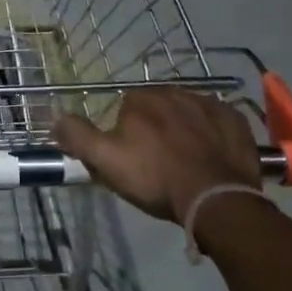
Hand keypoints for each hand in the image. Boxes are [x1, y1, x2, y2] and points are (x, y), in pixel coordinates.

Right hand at [52, 89, 261, 225]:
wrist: (216, 199)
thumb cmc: (156, 178)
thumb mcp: (105, 161)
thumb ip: (78, 136)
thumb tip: (55, 117)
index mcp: (141, 98)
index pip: (126, 108)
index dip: (126, 133)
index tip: (132, 157)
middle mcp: (175, 91)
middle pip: (158, 107)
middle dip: (156, 127)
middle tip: (158, 161)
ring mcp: (210, 103)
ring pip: (188, 111)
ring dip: (185, 128)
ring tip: (186, 160)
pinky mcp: (236, 120)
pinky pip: (218, 121)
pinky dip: (213, 133)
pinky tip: (211, 156)